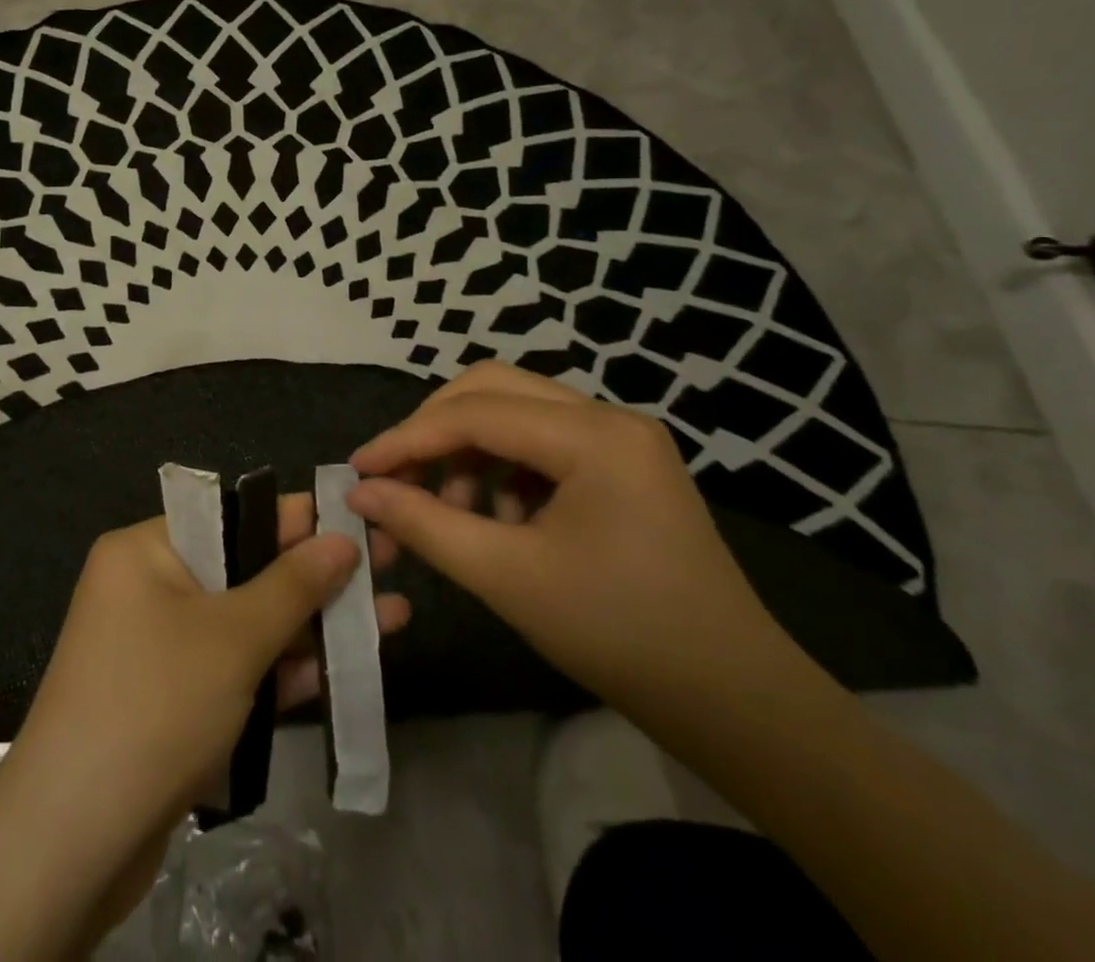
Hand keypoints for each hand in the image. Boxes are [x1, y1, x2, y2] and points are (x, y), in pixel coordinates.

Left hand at [0, 498, 407, 959]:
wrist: (73, 840)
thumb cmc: (155, 704)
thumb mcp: (232, 636)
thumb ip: (292, 584)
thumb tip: (341, 538)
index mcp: (147, 550)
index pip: (232, 515)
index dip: (298, 516)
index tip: (357, 513)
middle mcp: (151, 587)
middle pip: (246, 570)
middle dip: (317, 577)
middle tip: (388, 568)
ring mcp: (163, 647)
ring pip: (249, 624)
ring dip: (313, 627)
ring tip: (392, 617)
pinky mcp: (176, 702)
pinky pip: (237, 670)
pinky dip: (284, 671)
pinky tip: (348, 669)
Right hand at [347, 361, 799, 717]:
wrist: (736, 703)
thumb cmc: (620, 636)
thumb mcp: (507, 577)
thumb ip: (424, 524)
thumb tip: (360, 493)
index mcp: (594, 436)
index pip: (474, 413)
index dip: (407, 438)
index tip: (358, 470)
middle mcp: (610, 417)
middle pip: (492, 389)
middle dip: (435, 430)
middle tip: (397, 477)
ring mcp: (621, 438)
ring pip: (515, 411)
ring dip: (468, 449)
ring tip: (450, 509)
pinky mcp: (623, 464)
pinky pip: (541, 440)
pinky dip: (502, 467)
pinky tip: (496, 517)